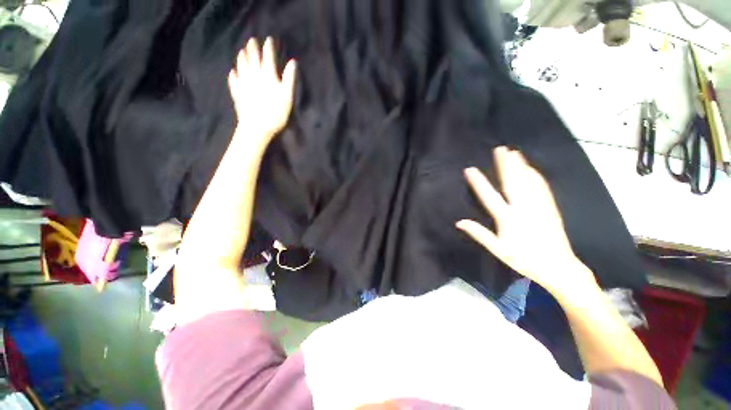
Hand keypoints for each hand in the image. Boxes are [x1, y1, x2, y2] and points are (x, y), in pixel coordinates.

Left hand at [229, 37, 296, 143]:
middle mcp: (253, 75)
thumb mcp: (287, 96)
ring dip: (242, 57)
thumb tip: (293, 62)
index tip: (268, 39)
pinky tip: (233, 72)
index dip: (268, 47)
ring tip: (242, 51)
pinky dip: (233, 74)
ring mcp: (243, 83)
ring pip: (241, 65)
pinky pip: (233, 79)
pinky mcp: (236, 92)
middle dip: (252, 48)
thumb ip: (289, 78)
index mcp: (267, 75)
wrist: (257, 127)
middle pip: (252, 58)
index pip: (268, 57)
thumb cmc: (275, 113)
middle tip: (251, 40)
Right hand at [456, 147, 596, 296]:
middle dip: (505, 165)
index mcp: (509, 219)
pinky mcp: (550, 207)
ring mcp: (539, 206)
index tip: (470, 170)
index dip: (479, 183)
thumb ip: (479, 234)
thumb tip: (459, 222)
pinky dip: (535, 176)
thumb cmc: (524, 259)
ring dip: (520, 166)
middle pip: (512, 183)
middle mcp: (524, 209)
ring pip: (528, 182)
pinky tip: (532, 169)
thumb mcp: (498, 250)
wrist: (559, 267)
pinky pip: (542, 188)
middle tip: (500, 149)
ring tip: (514, 152)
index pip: (490, 197)